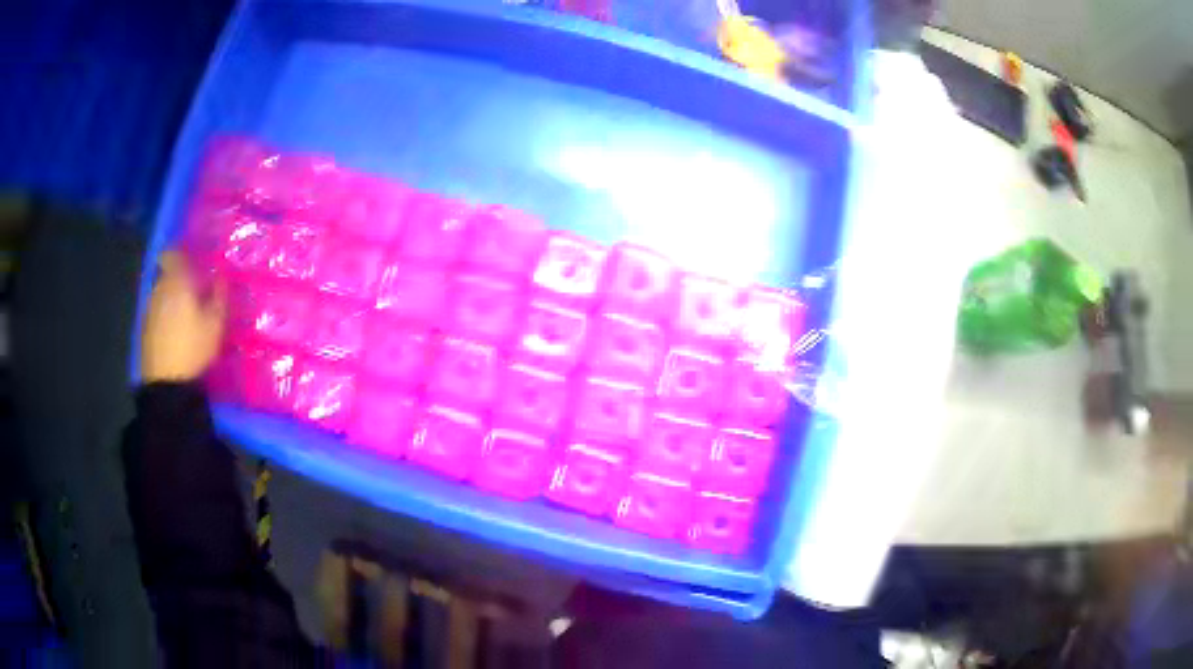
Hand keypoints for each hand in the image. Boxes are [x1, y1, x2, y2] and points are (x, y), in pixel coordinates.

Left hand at [141, 250, 227, 382]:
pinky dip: (166, 315)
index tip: (192, 262)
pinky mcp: (145, 328)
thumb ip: (219, 295)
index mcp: (177, 281)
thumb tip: (221, 275)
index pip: (173, 254)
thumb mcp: (216, 323)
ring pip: (162, 294)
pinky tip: (176, 331)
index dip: (181, 254)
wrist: (166, 383)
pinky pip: (157, 312)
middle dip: (180, 280)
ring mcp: (150, 309)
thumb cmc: (193, 347)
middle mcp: (159, 289)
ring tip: (186, 315)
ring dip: (173, 299)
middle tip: (195, 292)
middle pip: (168, 275)